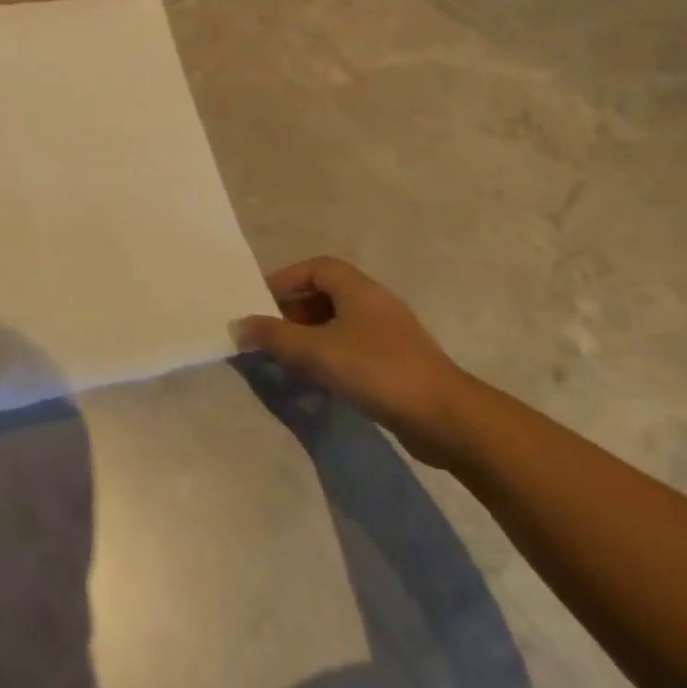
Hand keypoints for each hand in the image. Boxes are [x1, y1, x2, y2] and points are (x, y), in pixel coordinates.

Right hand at [231, 256, 477, 468]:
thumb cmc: (377, 370)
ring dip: (310, 337)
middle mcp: (375, 304)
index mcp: (358, 289)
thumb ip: (274, 336)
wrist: (447, 419)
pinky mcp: (398, 364)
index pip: (316, 268)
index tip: (261, 302)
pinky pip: (353, 348)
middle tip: (270, 334)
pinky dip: (330, 356)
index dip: (286, 280)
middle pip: (325, 294)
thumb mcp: (315, 351)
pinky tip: (318, 381)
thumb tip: (239, 325)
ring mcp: (390, 335)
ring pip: (339, 324)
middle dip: (293, 311)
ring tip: (288, 359)